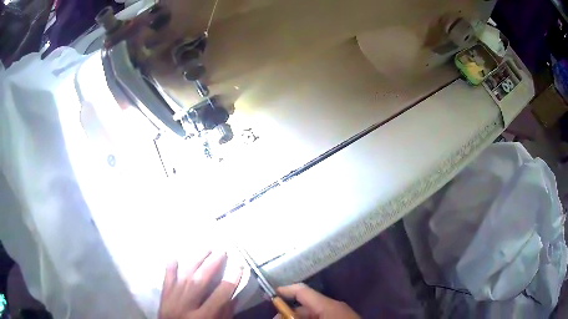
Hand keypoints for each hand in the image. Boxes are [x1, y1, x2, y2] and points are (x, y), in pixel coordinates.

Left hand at [159, 250, 242, 318]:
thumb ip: (224, 314)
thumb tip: (233, 296)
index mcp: (201, 317)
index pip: (218, 297)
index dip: (230, 281)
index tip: (239, 266)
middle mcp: (185, 306)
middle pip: (199, 282)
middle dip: (212, 265)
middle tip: (222, 251)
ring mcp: (172, 300)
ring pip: (184, 276)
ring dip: (195, 261)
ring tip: (206, 248)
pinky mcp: (163, 297)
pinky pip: (166, 280)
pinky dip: (170, 268)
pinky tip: (174, 256)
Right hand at [275, 284, 359, 318]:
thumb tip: (278, 317)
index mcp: (327, 305)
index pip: (302, 291)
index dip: (284, 291)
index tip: (268, 296)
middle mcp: (333, 307)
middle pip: (305, 306)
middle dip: (287, 314)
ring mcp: (338, 314)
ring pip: (312, 314)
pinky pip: (321, 318)